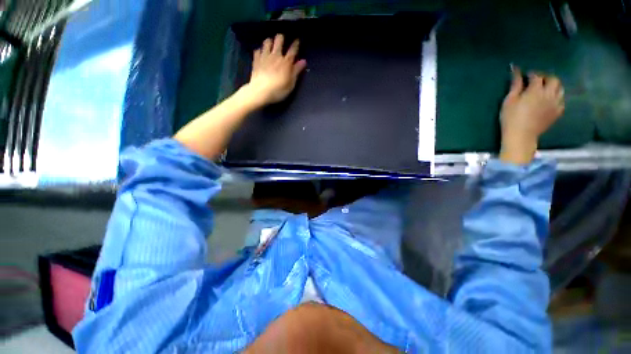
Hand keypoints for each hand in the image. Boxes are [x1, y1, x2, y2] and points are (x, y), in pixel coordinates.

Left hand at [246, 34, 306, 105]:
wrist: (260, 92)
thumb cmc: (278, 90)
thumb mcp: (291, 84)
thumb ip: (296, 71)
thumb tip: (303, 61)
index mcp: (286, 62)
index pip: (293, 50)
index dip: (296, 44)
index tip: (297, 40)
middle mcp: (276, 56)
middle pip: (279, 41)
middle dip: (281, 38)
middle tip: (282, 39)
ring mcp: (264, 56)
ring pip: (267, 42)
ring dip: (270, 42)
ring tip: (270, 44)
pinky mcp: (256, 60)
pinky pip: (257, 50)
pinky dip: (260, 51)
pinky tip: (261, 53)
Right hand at [499, 67, 564, 164]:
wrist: (521, 136)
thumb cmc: (511, 118)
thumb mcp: (509, 101)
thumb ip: (515, 85)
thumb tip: (516, 71)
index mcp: (536, 90)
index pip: (536, 76)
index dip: (531, 74)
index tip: (526, 75)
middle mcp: (549, 94)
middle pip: (553, 79)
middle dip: (546, 77)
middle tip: (538, 80)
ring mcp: (556, 103)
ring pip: (560, 89)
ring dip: (554, 86)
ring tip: (546, 89)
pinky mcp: (558, 112)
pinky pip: (562, 100)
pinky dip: (557, 97)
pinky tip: (550, 100)